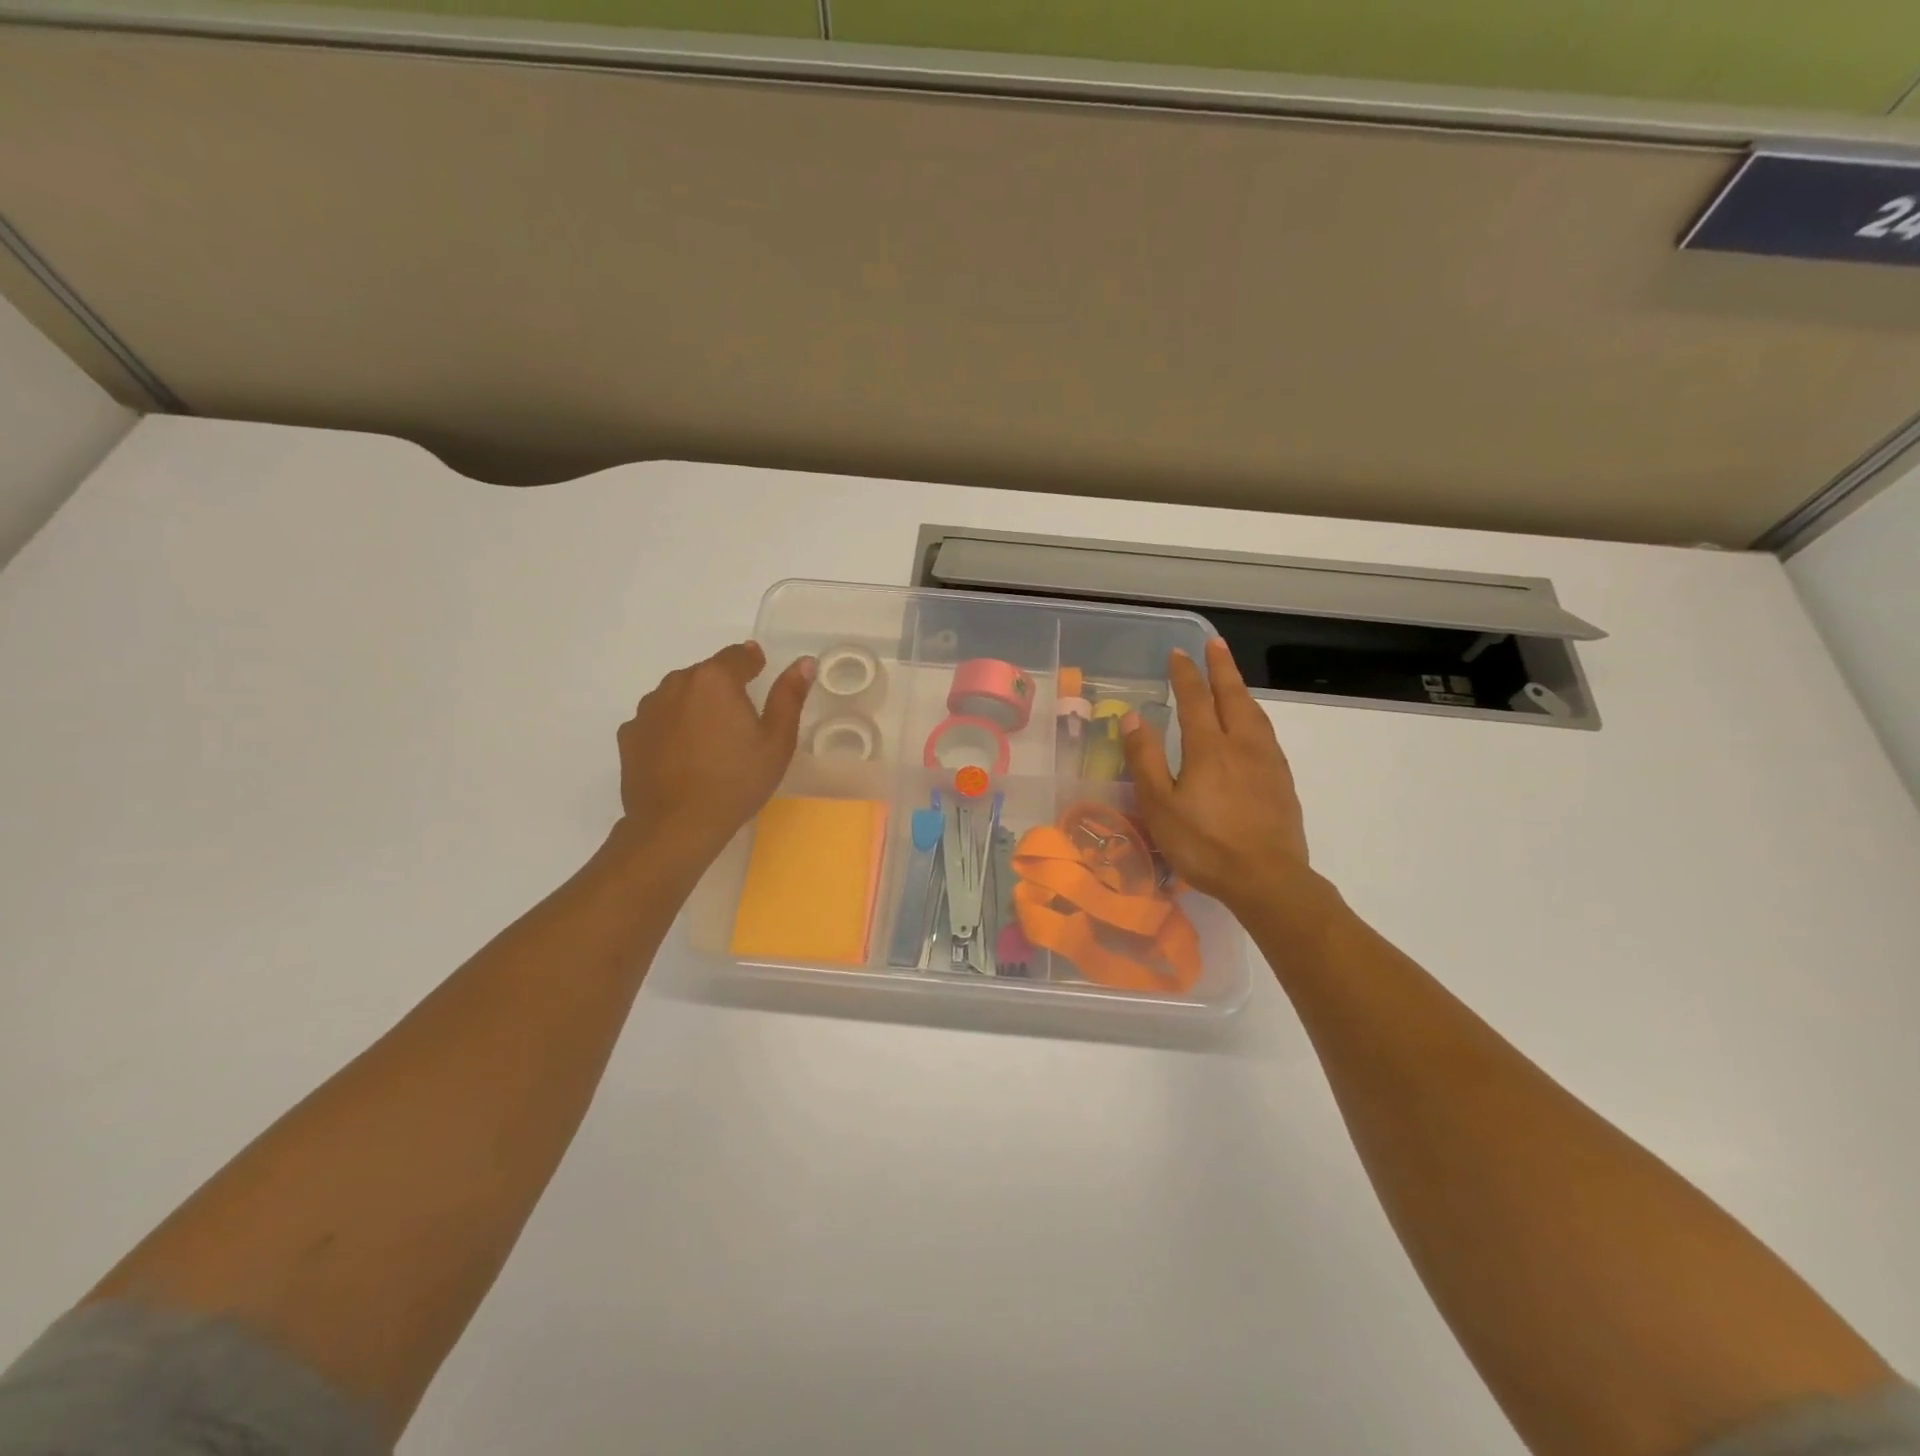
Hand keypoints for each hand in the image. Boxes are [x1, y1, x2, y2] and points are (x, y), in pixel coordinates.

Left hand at [613, 642, 813, 865]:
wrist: (676, 826)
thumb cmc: (736, 781)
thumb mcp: (777, 742)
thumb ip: (789, 696)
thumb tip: (804, 662)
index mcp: (715, 680)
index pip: (738, 655)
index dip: (752, 663)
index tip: (760, 674)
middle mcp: (677, 684)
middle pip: (706, 674)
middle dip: (723, 688)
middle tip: (739, 722)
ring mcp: (647, 709)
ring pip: (679, 695)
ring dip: (695, 707)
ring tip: (710, 742)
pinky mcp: (629, 734)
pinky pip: (657, 720)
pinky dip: (671, 729)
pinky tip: (683, 756)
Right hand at [1121, 637, 1314, 916]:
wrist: (1266, 878)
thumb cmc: (1203, 844)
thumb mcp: (1160, 805)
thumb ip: (1144, 758)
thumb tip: (1132, 716)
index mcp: (1208, 747)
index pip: (1195, 699)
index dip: (1185, 674)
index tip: (1178, 653)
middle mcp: (1241, 744)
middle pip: (1232, 696)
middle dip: (1221, 667)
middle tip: (1214, 644)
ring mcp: (1267, 761)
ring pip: (1254, 713)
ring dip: (1240, 689)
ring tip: (1231, 678)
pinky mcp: (1281, 780)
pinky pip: (1266, 733)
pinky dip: (1254, 715)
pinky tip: (1252, 725)